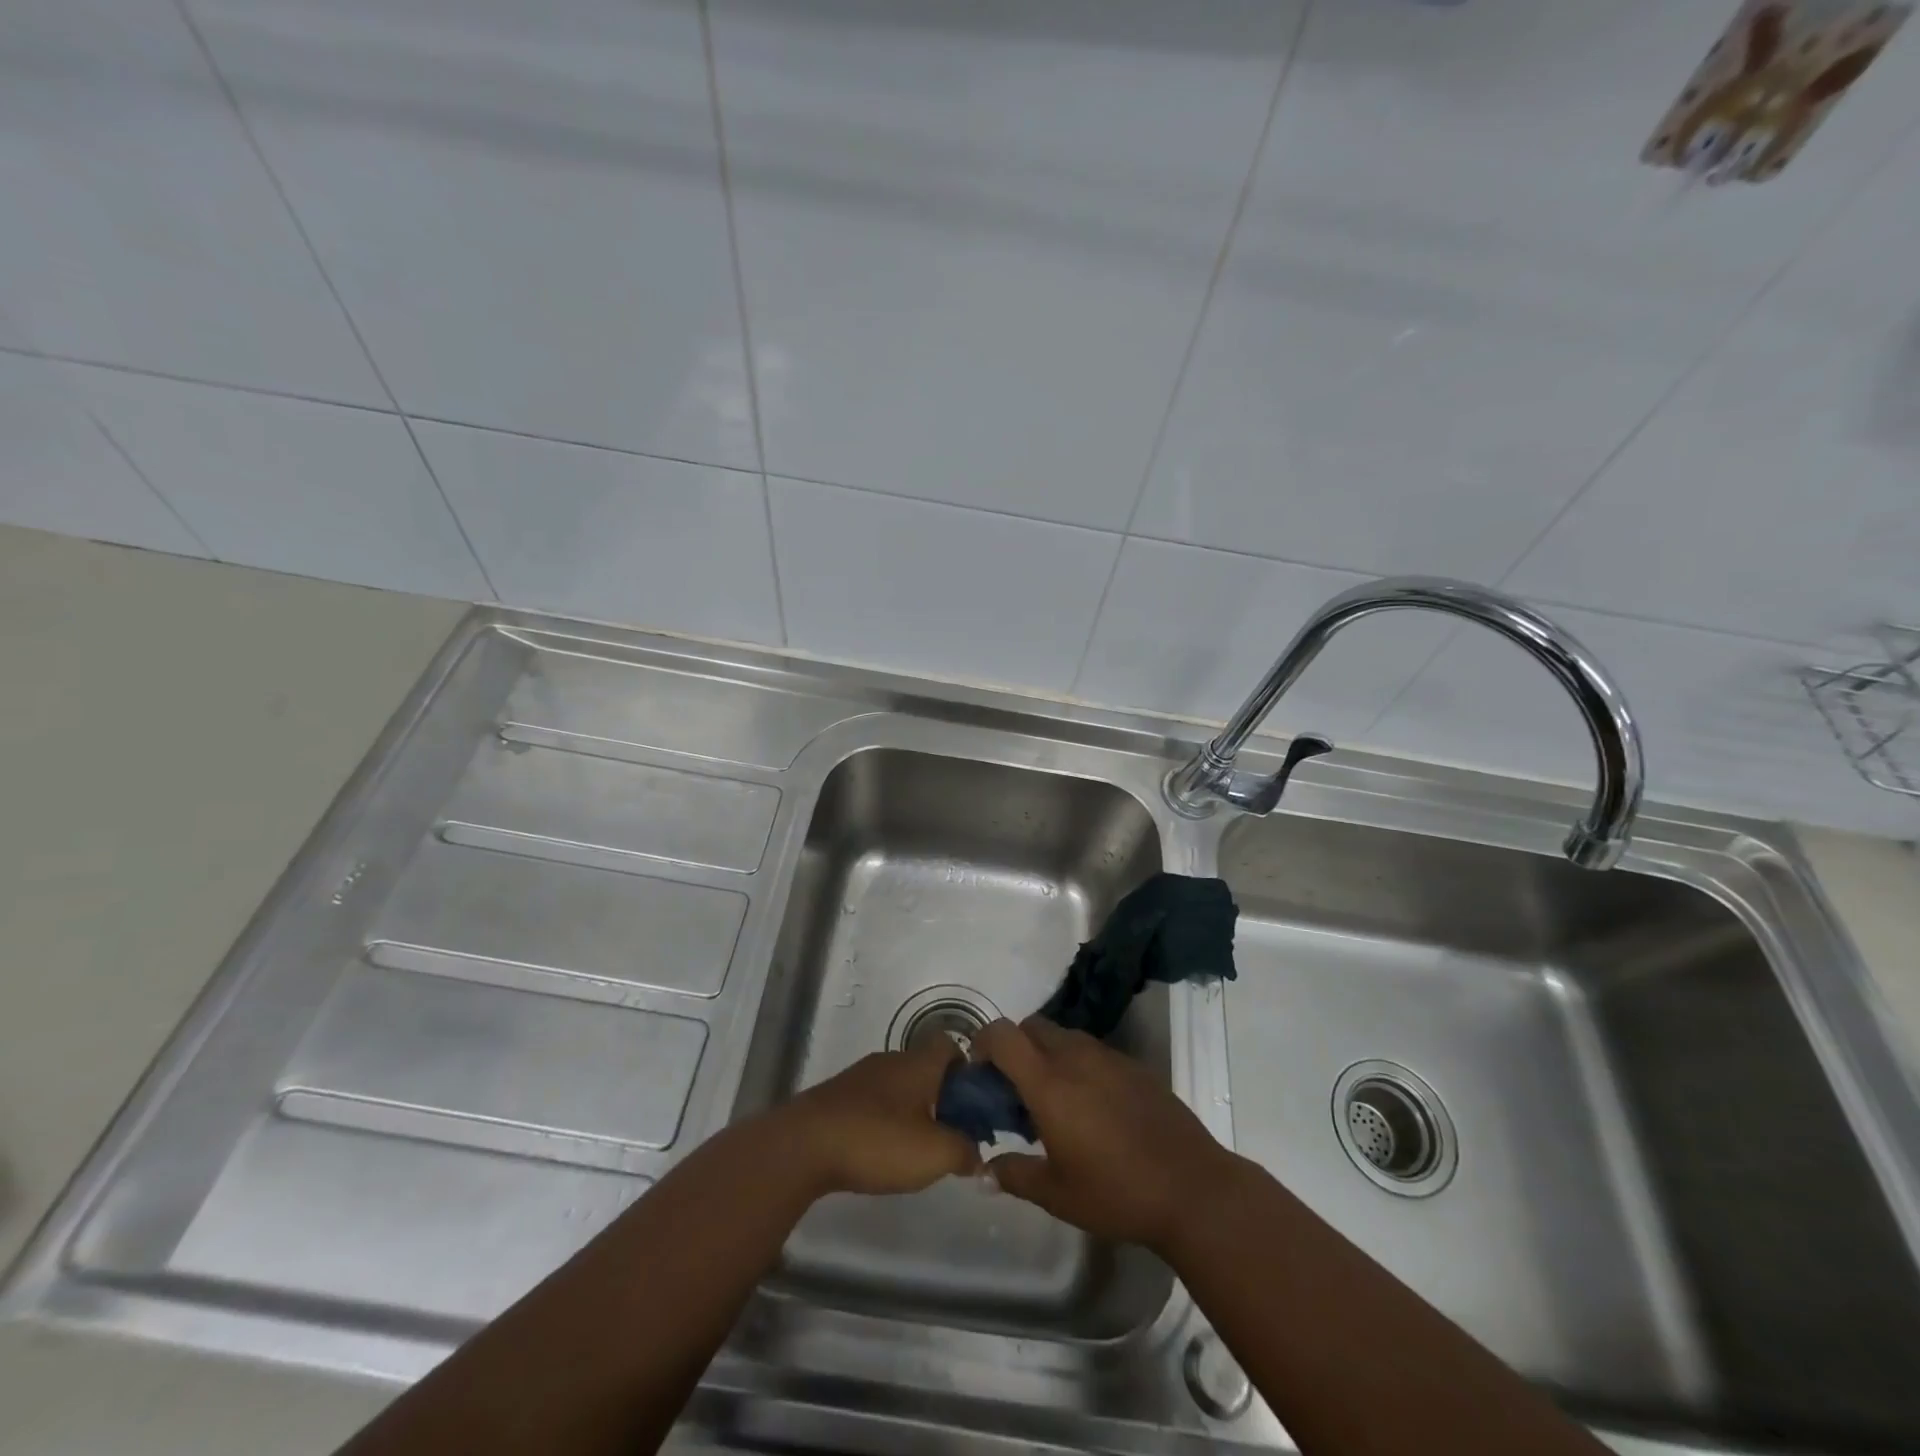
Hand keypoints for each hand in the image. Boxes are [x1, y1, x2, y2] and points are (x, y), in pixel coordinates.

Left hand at [781, 1040, 981, 1196]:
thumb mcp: (934, 1154)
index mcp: (918, 1063)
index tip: (972, 1105)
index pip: (950, 1045)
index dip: (966, 1070)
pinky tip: (879, 1152)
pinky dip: (882, 1121)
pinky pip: (872, 1101)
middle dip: (940, 1097)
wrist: (803, 1145)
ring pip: (898, 1085)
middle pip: (925, 1067)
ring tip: (914, 1150)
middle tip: (948, 1135)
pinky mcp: (836, 1097)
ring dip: (910, 1110)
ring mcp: (860, 1076)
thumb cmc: (877, 1140)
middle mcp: (891, 1060)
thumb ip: (965, 1151)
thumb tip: (978, 1152)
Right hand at [973, 1019, 1242, 1253]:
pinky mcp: (1134, 1066)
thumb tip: (984, 1170)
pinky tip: (1091, 1107)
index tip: (980, 1072)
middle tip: (1014, 1089)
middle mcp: (1075, 1057)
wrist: (1192, 1189)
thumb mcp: (1056, 1194)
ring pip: (1064, 1036)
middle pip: (1032, 1027)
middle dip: (1015, 1047)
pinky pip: (1093, 1051)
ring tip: (1053, 1099)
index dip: (983, 1043)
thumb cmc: (1116, 1193)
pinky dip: (1079, 1065)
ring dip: (1047, 1054)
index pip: (1003, 1035)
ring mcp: (1108, 1057)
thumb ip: (1014, 1175)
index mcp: (1048, 1083)